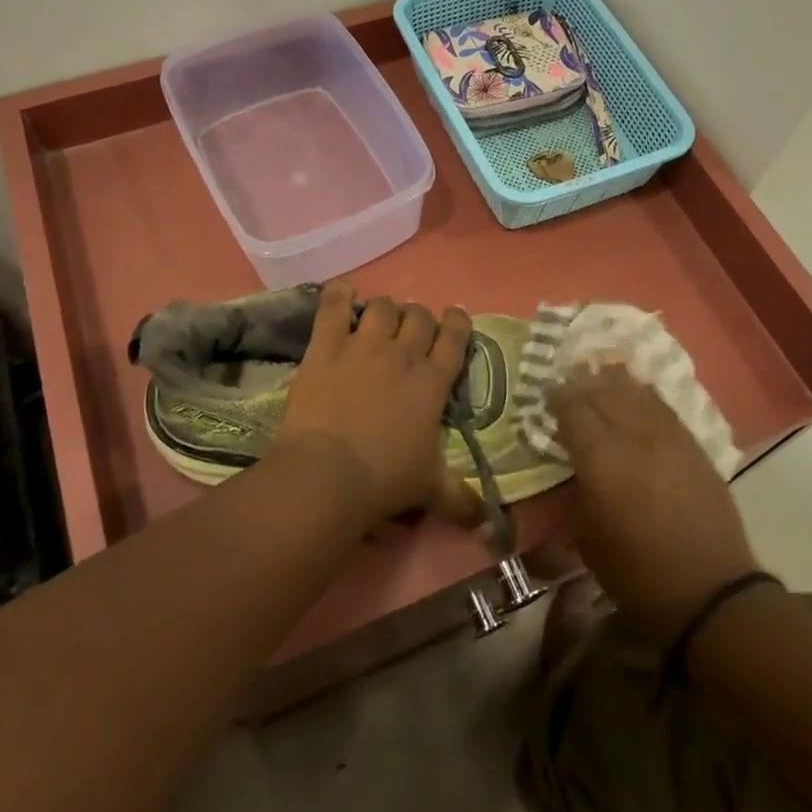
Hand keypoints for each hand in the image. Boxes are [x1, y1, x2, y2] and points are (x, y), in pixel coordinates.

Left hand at [276, 280, 480, 526]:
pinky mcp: (326, 346)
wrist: (328, 473)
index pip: (455, 337)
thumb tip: (485, 520)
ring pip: (382, 307)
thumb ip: (460, 498)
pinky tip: (342, 292)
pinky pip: (333, 306)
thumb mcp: (429, 490)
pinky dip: (338, 294)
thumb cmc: (385, 480)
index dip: (456, 323)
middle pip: (418, 316)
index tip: (453, 320)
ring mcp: (363, 345)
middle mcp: (403, 354)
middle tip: (409, 333)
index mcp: (432, 382)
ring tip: (377, 320)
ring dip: (384, 310)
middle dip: (418, 319)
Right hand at [549, 364, 759, 642]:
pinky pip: (663, 407)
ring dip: (613, 382)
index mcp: (601, 459)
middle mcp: (634, 437)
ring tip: (599, 376)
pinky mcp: (694, 446)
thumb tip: (574, 469)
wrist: (709, 591)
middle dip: (582, 384)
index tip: (546, 394)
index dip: (557, 398)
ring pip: (636, 393)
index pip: (573, 410)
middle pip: (603, 393)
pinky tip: (636, 393)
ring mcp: (669, 438)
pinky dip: (643, 395)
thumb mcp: (587, 538)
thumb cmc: (636, 573)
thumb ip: (577, 492)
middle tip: (568, 383)